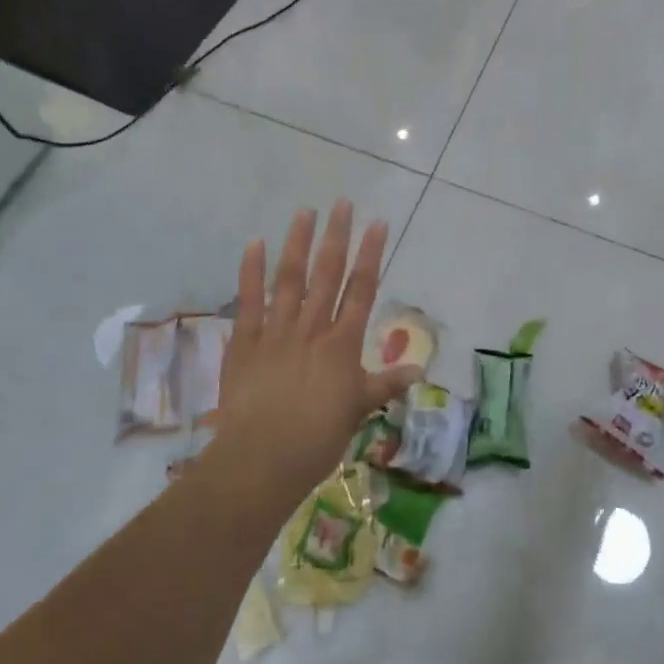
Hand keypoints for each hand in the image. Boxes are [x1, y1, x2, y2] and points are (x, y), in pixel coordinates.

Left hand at [213, 201, 419, 501]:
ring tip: (305, 212)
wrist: (261, 459)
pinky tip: (255, 244)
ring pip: (290, 279)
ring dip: (298, 243)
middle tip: (342, 203)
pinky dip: (251, 272)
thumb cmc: (317, 438)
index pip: (361, 289)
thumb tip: (418, 370)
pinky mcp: (244, 342)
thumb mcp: (358, 410)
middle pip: (327, 274)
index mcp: (342, 344)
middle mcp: (312, 328)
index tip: (378, 223)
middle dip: (337, 236)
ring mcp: (276, 331)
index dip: (371, 254)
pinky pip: (248, 301)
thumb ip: (385, 384)